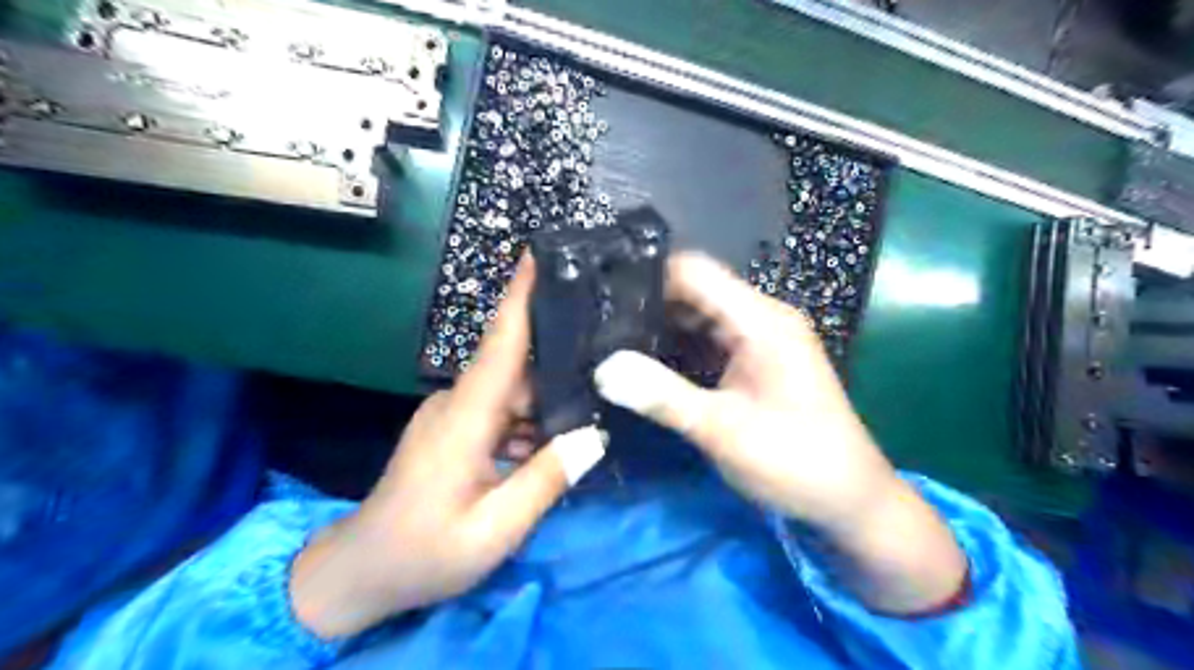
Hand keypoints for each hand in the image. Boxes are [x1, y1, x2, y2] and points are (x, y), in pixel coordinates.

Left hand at [291, 257, 606, 638]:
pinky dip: (531, 416)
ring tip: (596, 394)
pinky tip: (557, 434)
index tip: (540, 253)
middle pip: (517, 364)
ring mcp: (453, 414)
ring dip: (549, 394)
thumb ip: (545, 480)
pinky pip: (502, 408)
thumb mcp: (494, 529)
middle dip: (560, 350)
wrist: (361, 571)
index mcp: (465, 417)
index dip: (521, 296)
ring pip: (513, 389)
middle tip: (610, 344)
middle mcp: (458, 403)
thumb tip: (594, 437)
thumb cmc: (425, 552)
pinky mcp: (454, 428)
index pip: (500, 343)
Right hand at [591, 255, 963, 614]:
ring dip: (661, 329)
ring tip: (611, 344)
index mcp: (762, 321)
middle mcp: (762, 319)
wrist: (851, 501)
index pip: (695, 272)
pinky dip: (679, 350)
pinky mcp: (756, 363)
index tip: (603, 297)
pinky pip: (709, 342)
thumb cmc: (796, 461)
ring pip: (699, 318)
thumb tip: (603, 369)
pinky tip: (646, 366)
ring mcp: (760, 341)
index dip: (649, 277)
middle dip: (648, 305)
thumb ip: (662, 397)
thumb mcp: (723, 431)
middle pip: (695, 292)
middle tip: (598, 327)